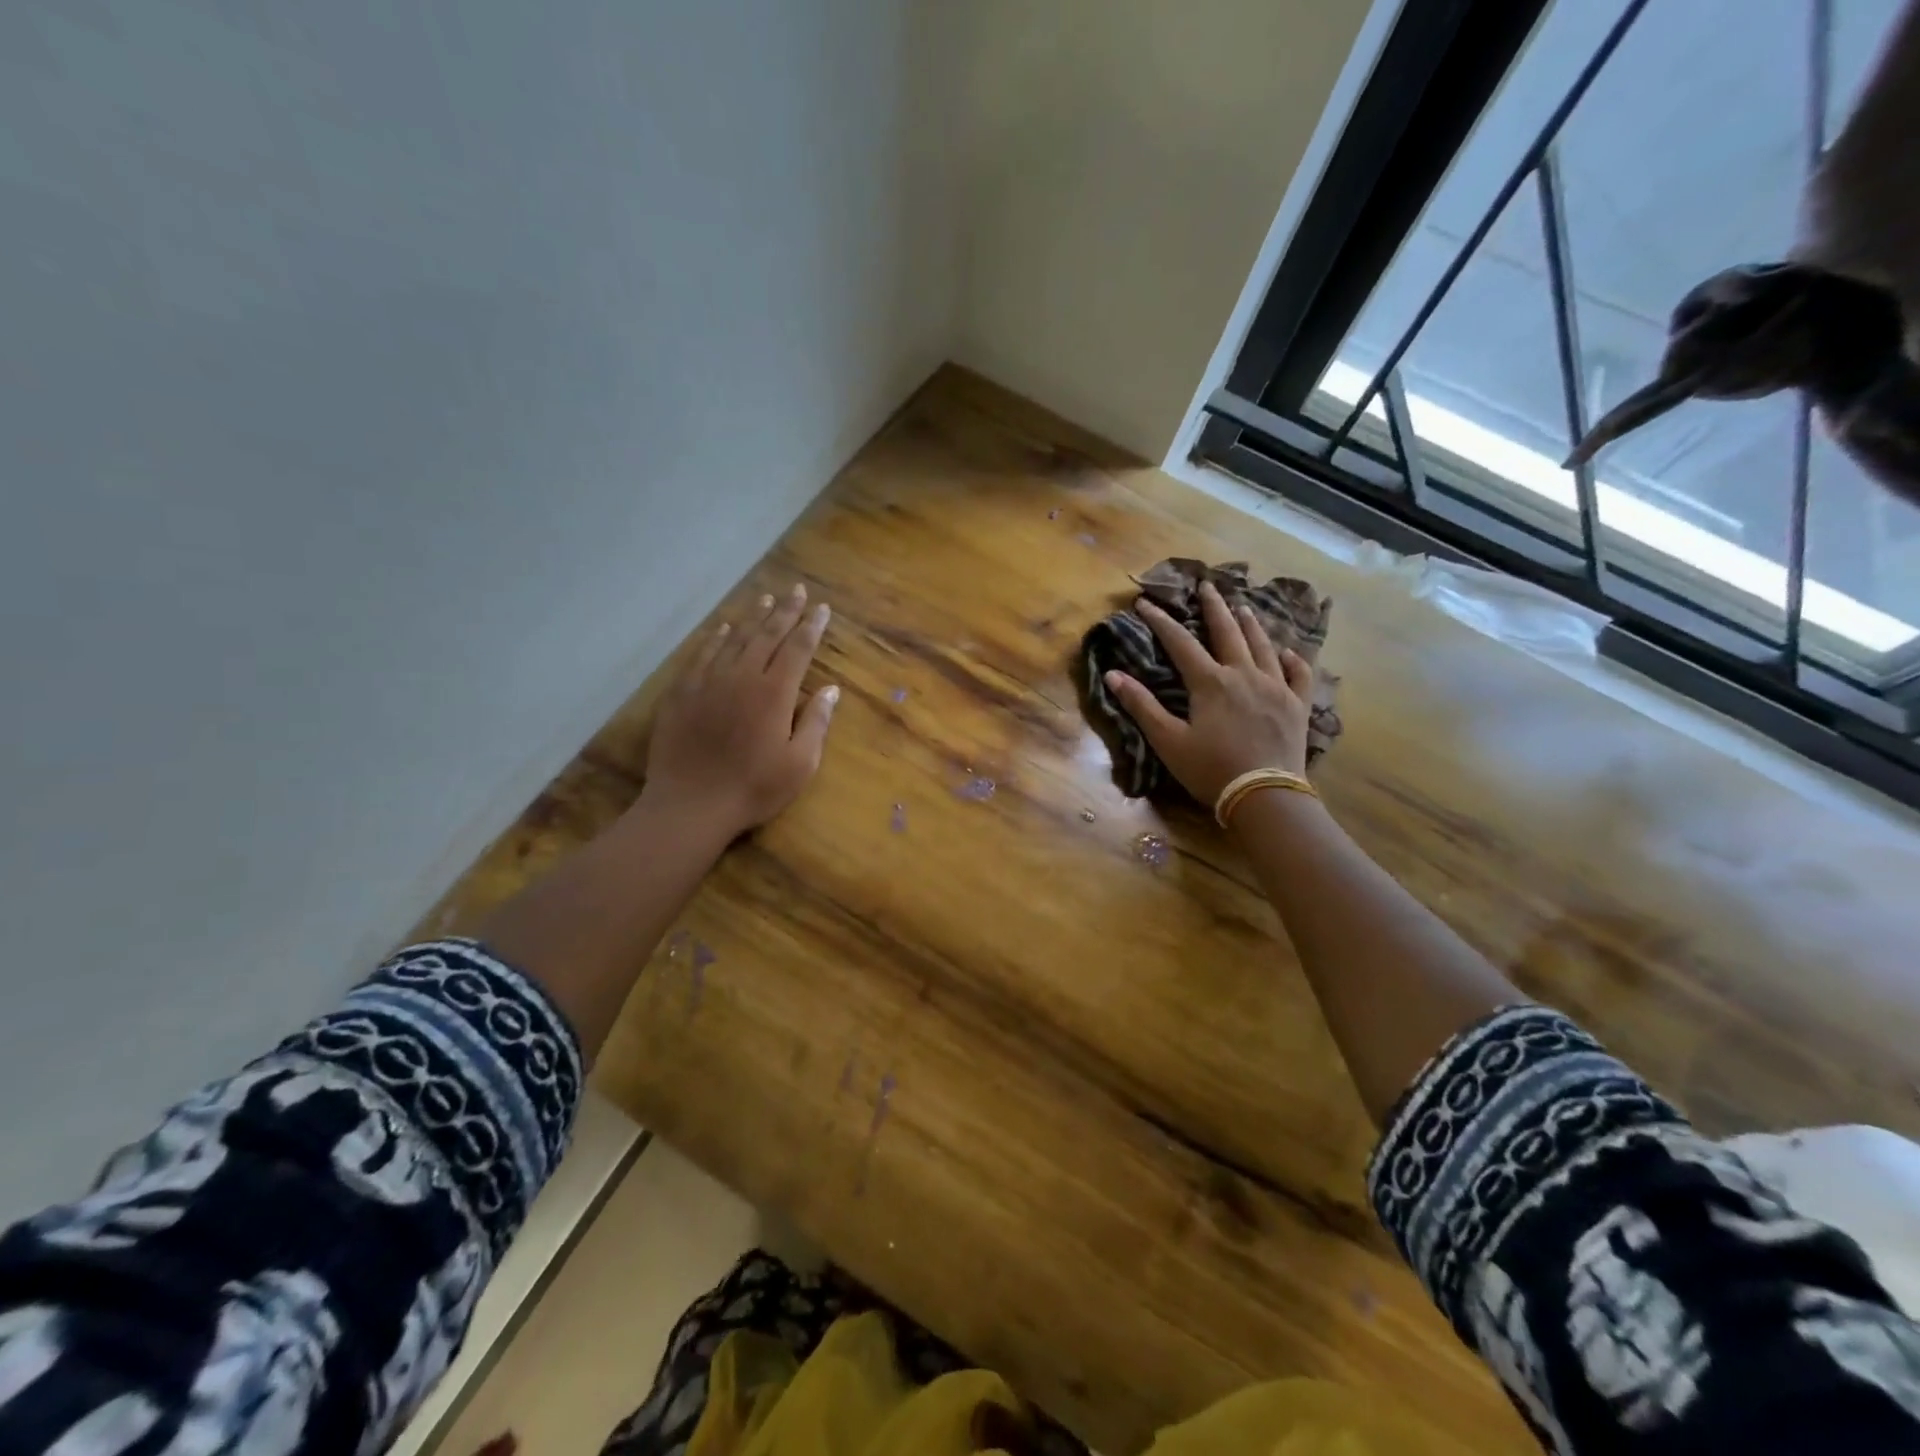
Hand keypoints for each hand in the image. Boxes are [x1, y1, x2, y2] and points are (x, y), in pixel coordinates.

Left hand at [642, 583, 838, 837]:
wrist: (690, 805)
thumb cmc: (753, 789)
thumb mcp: (799, 764)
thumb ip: (816, 723)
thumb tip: (832, 690)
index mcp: (775, 693)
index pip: (798, 649)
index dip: (811, 626)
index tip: (822, 608)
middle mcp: (742, 677)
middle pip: (767, 635)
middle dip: (785, 611)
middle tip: (796, 590)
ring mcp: (708, 681)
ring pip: (734, 639)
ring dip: (752, 618)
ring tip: (765, 600)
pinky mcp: (682, 692)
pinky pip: (702, 655)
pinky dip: (716, 638)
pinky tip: (723, 628)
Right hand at [1103, 580, 1313, 804]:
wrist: (1265, 795)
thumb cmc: (1211, 770)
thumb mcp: (1168, 741)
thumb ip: (1142, 706)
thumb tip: (1114, 675)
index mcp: (1210, 682)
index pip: (1180, 642)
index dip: (1160, 621)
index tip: (1144, 603)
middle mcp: (1244, 674)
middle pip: (1227, 631)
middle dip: (1214, 607)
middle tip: (1207, 585)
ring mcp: (1275, 687)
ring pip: (1262, 645)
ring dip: (1250, 624)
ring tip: (1242, 608)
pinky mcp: (1297, 705)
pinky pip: (1298, 673)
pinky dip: (1291, 659)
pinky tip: (1286, 652)